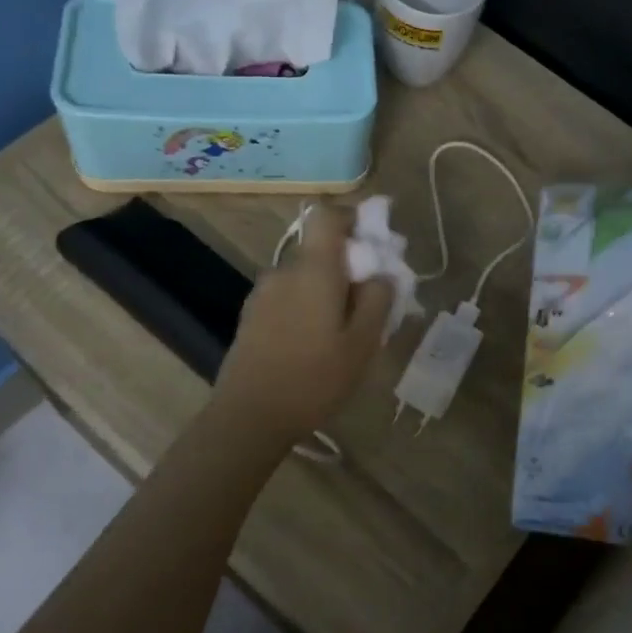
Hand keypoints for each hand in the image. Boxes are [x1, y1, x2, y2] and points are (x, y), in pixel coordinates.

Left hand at [212, 206, 393, 441]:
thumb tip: (382, 274)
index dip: (351, 219)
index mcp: (313, 269)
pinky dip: (305, 307)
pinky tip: (313, 345)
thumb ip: (377, 300)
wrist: (248, 416)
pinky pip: (287, 297)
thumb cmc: (314, 378)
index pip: (327, 216)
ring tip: (342, 332)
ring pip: (304, 277)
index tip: (373, 245)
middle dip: (347, 267)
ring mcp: (262, 294)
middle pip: (319, 250)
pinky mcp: (251, 317)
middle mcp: (283, 271)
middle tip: (368, 303)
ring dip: (326, 291)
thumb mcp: (362, 343)